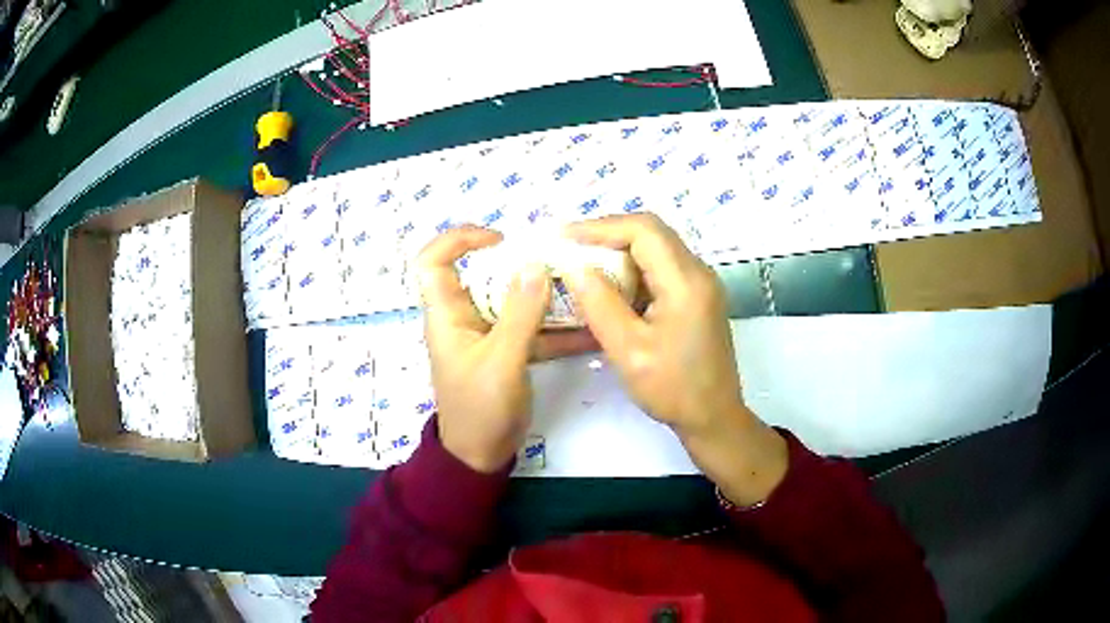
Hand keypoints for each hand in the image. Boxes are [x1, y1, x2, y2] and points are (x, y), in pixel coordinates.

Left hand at [415, 225, 595, 472]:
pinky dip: (556, 327)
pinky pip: (530, 328)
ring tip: (579, 287)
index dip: (458, 240)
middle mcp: (464, 318)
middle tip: (556, 261)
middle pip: (483, 274)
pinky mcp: (507, 351)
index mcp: (447, 315)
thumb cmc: (480, 409)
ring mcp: (487, 335)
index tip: (499, 239)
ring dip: (543, 293)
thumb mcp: (502, 361)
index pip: (433, 261)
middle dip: (518, 263)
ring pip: (512, 300)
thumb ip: (521, 314)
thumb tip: (536, 264)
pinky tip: (590, 328)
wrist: (482, 455)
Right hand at [564, 214, 787, 504]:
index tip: (564, 237)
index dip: (601, 226)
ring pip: (657, 248)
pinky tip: (611, 287)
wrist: (714, 417)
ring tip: (584, 264)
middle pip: (652, 233)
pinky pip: (662, 268)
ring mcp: (701, 284)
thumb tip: (574, 266)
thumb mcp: (628, 350)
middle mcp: (699, 273)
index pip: (643, 230)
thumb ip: (600, 304)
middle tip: (571, 247)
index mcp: (686, 282)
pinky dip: (633, 270)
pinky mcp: (698, 296)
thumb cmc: (673, 389)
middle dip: (608, 234)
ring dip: (620, 251)